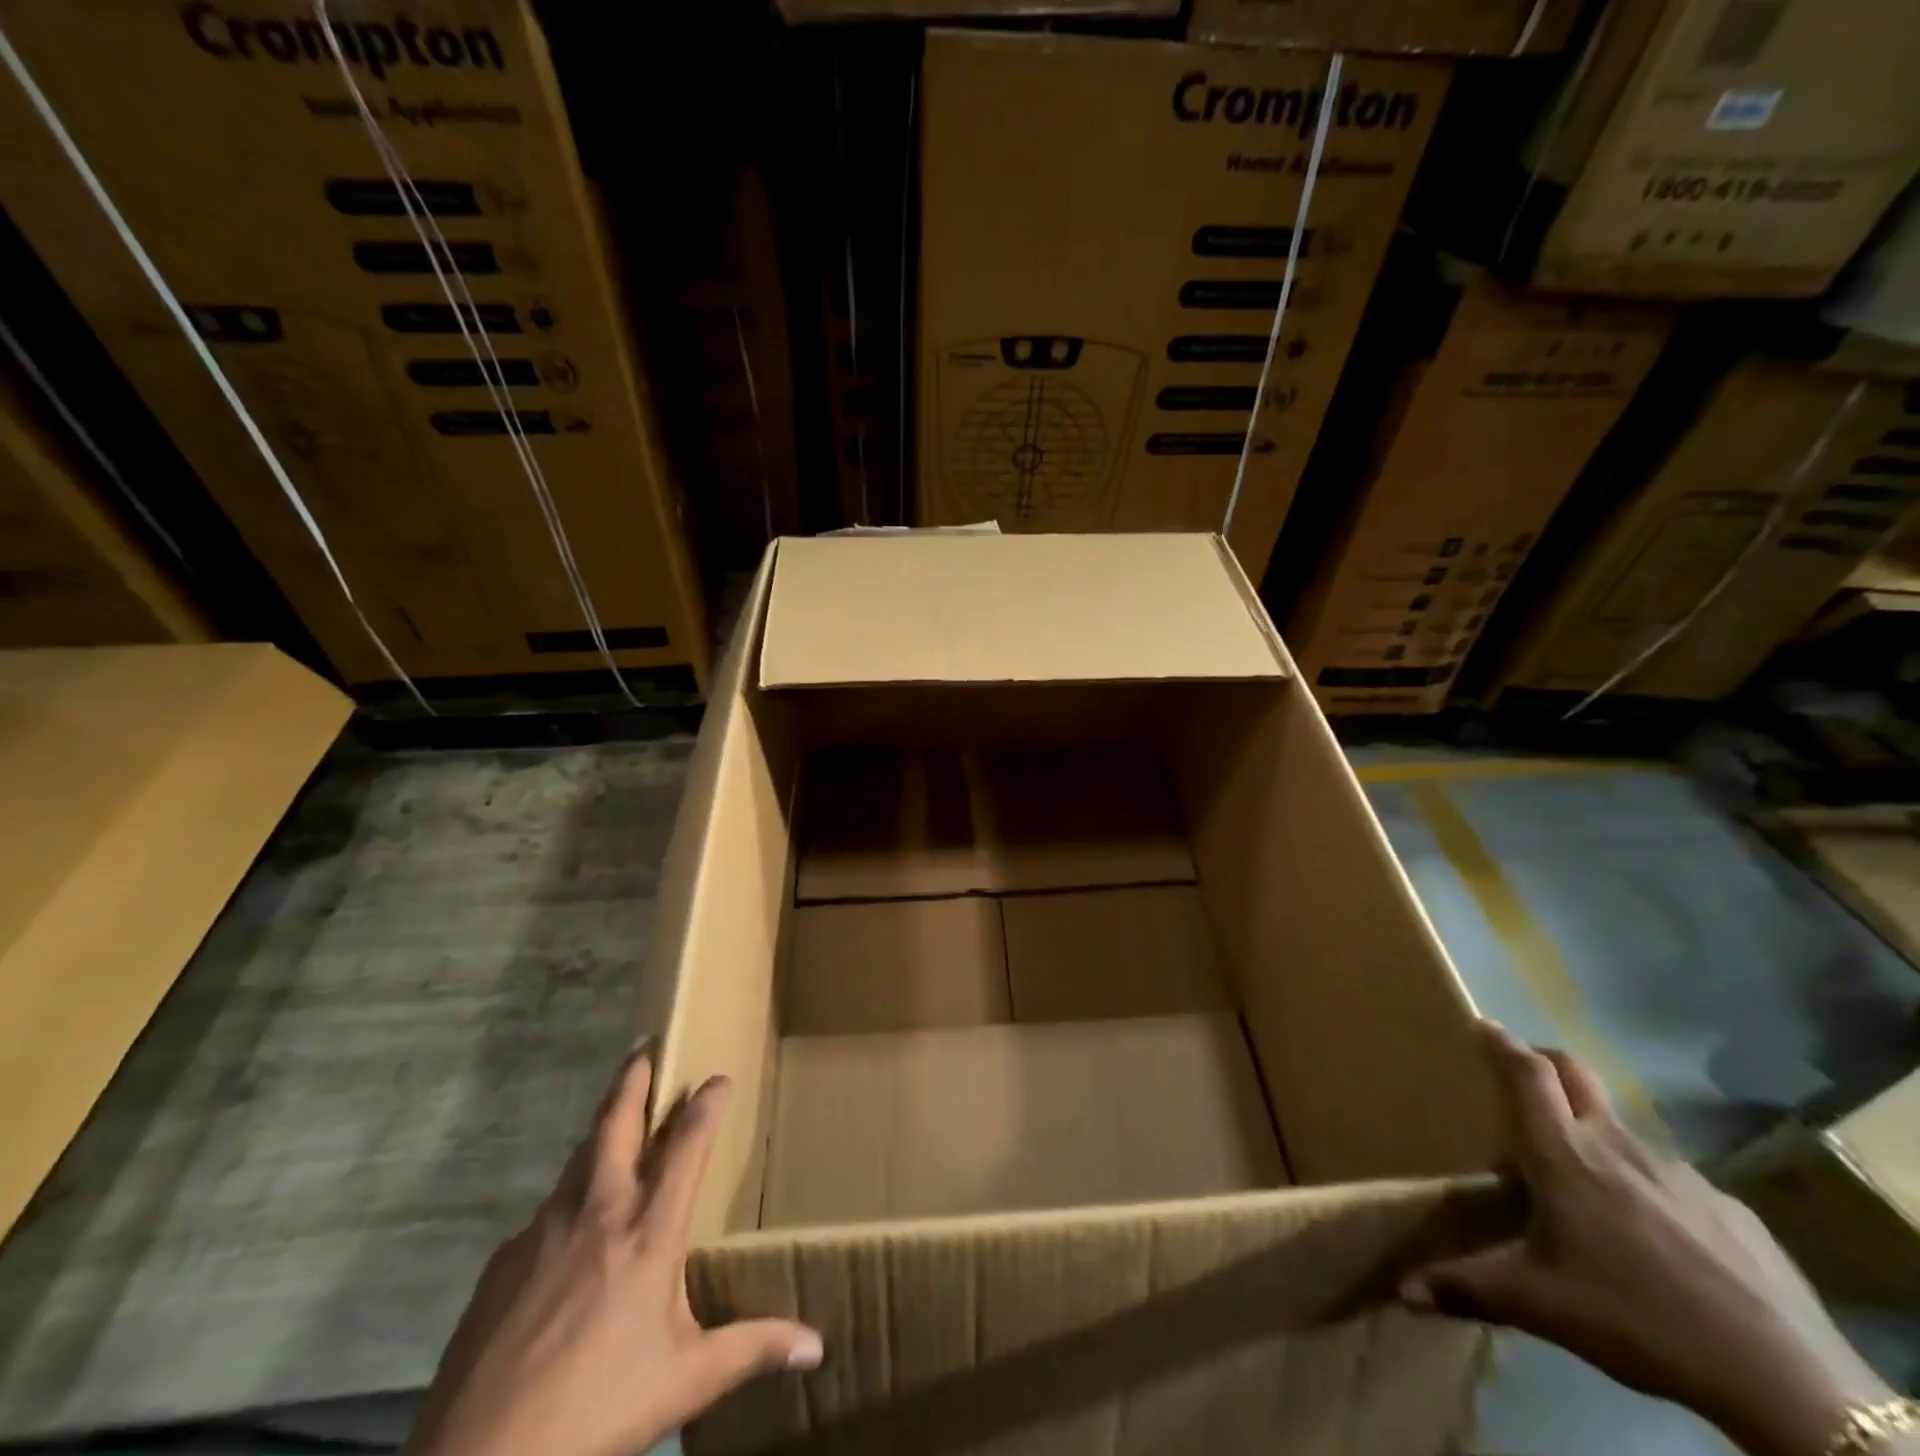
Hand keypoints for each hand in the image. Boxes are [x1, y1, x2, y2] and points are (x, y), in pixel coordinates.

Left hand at [405, 1052, 822, 1455]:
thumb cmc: (598, 1408)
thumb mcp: (686, 1381)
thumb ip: (752, 1348)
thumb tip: (817, 1346)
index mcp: (650, 1231)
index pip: (688, 1145)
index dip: (707, 1104)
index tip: (719, 1077)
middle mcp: (599, 1212)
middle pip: (617, 1124)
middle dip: (633, 1079)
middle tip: (644, 1047)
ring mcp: (544, 1232)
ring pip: (576, 1160)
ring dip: (599, 1133)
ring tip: (612, 1124)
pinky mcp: (502, 1263)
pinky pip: (544, 1214)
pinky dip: (566, 1201)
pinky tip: (566, 1232)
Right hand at [1401, 1022, 1890, 1455]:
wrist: (1784, 1377)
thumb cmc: (1634, 1315)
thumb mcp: (1537, 1304)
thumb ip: (1464, 1287)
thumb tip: (1400, 1292)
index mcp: (1563, 1155)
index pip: (1527, 1074)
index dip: (1502, 1044)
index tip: (1483, 1025)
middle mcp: (1616, 1145)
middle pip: (1575, 1074)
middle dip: (1544, 1061)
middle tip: (1523, 1073)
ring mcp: (1678, 1173)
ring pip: (1621, 1127)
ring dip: (1593, 1129)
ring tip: (1583, 1174)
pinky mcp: (1727, 1207)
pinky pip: (1670, 1178)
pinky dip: (1645, 1183)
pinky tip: (1652, 1233)